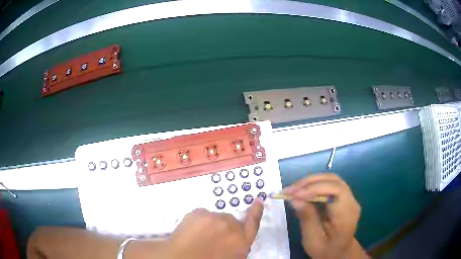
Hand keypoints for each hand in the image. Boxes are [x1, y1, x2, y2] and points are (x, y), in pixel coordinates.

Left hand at [167, 199, 263, 258]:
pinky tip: (192, 231)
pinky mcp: (198, 212)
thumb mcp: (233, 257)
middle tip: (213, 239)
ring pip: (215, 218)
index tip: (258, 200)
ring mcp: (214, 217)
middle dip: (224, 228)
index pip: (253, 223)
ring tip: (200, 237)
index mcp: (242, 240)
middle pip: (231, 221)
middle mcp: (231, 225)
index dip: (256, 211)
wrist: (184, 258)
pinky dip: (199, 221)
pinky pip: (202, 215)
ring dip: (211, 225)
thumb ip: (238, 245)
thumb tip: (234, 238)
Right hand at [284, 173, 367, 258]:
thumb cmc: (326, 250)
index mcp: (347, 215)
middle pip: (334, 181)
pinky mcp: (344, 198)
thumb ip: (307, 219)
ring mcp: (349, 198)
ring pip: (331, 180)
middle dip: (310, 182)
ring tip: (293, 189)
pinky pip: (330, 185)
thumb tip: (295, 198)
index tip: (294, 195)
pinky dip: (314, 185)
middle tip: (290, 190)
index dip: (315, 188)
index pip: (336, 190)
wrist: (339, 253)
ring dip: (311, 182)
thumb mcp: (313, 240)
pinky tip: (303, 191)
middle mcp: (351, 202)